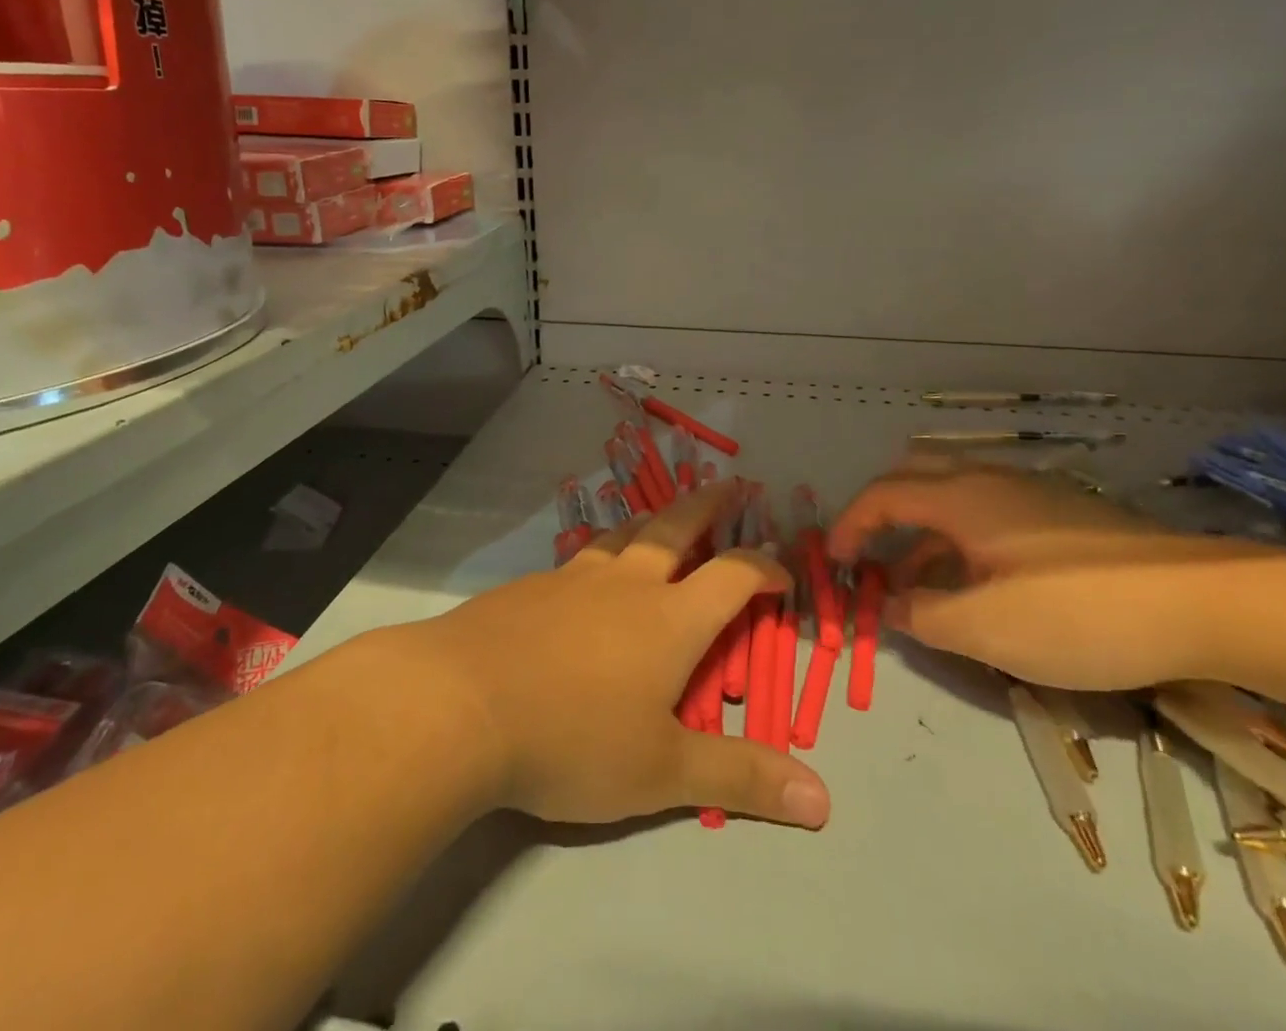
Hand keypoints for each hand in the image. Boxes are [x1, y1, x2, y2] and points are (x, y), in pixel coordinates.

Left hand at [397, 481, 831, 829]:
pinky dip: (601, 551)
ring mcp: (573, 578)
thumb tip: (824, 802)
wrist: (461, 703)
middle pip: (676, 526)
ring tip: (663, 515)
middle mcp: (626, 583)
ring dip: (652, 519)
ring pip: (623, 533)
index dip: (764, 568)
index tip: (782, 575)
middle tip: (729, 483)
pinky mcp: (530, 586)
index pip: (732, 576)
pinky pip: (579, 556)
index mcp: (669, 619)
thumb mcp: (662, 772)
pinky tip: (588, 569)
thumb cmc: (572, 738)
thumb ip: (740, 779)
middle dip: (709, 504)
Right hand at [827, 456, 1284, 690]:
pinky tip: (980, 584)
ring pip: (954, 499)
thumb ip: (925, 616)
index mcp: (961, 497)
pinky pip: (989, 514)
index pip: (882, 495)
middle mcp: (989, 481)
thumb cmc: (1079, 612)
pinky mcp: (1065, 515)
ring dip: (923, 534)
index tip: (834, 563)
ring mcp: (1031, 494)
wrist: (1207, 603)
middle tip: (869, 557)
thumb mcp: (987, 629)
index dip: (850, 525)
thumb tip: (892, 605)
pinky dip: (961, 540)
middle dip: (882, 514)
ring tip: (917, 586)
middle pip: (914, 477)